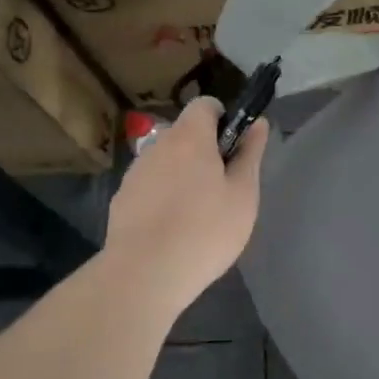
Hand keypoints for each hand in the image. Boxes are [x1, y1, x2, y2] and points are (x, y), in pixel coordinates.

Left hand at [104, 98, 269, 310]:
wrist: (144, 274)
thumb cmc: (205, 231)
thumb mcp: (243, 195)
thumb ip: (250, 154)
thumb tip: (258, 124)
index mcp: (189, 137)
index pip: (204, 104)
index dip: (223, 118)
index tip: (234, 147)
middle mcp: (158, 146)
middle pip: (184, 134)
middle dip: (204, 151)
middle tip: (223, 188)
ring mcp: (135, 173)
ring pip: (165, 162)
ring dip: (182, 175)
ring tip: (196, 215)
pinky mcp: (121, 200)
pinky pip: (149, 187)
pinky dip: (162, 198)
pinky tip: (172, 230)